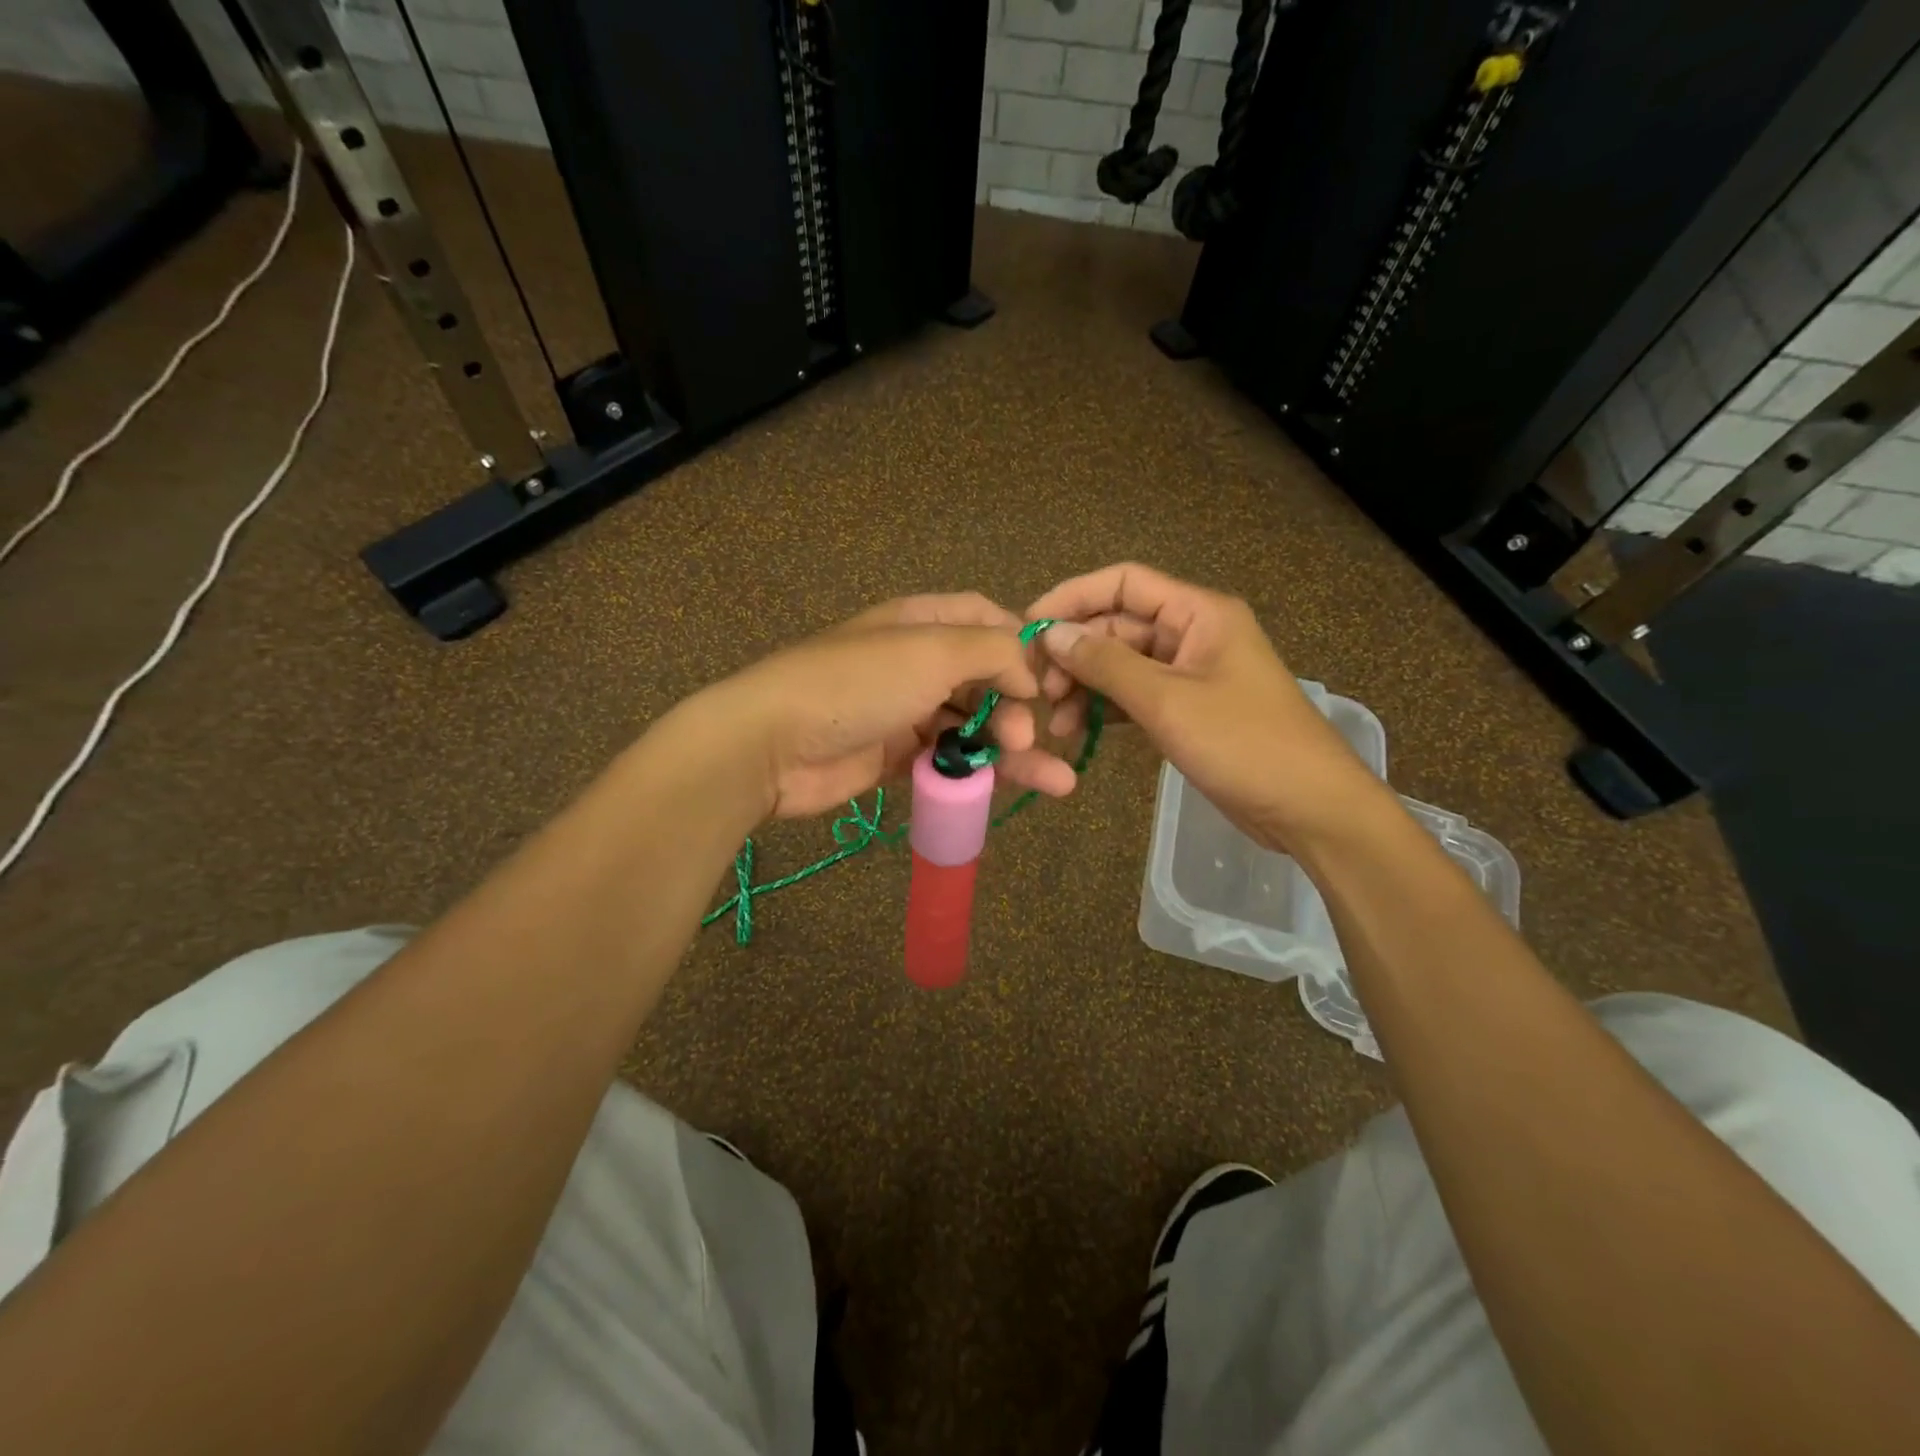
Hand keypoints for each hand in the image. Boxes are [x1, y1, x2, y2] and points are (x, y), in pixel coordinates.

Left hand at [688, 594, 1078, 820]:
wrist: (774, 744)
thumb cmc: (859, 684)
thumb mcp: (933, 650)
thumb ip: (992, 651)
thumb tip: (1028, 673)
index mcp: (921, 621)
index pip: (984, 618)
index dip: (1020, 643)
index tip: (1049, 677)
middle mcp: (916, 662)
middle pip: (985, 678)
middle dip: (1016, 706)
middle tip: (1027, 737)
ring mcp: (905, 711)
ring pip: (972, 725)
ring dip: (1013, 749)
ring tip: (1055, 780)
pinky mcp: (896, 757)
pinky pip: (948, 761)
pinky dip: (978, 772)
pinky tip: (1005, 788)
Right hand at [1028, 563, 1384, 849]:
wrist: (1308, 808)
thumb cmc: (1243, 743)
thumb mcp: (1167, 700)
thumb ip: (1105, 664)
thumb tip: (1051, 635)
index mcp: (1198, 613)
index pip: (1124, 583)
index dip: (1073, 598)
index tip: (1029, 627)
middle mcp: (1192, 634)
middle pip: (1117, 627)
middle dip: (1075, 654)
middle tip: (1038, 691)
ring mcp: (1189, 674)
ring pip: (1121, 665)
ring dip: (1085, 687)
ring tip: (1055, 723)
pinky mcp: (1186, 710)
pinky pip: (1134, 697)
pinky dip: (1106, 710)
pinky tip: (1079, 732)